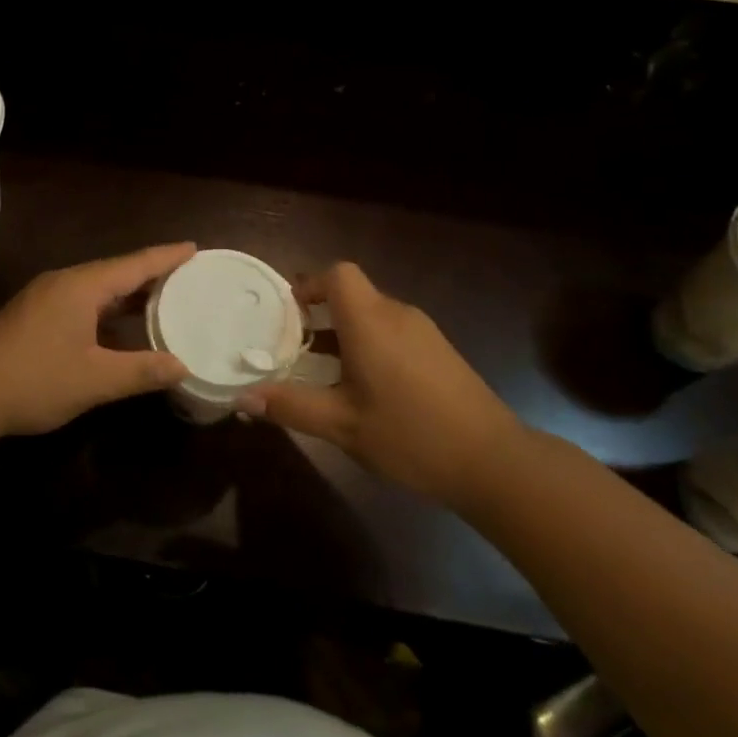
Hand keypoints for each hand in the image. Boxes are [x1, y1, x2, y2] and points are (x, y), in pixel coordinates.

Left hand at [0, 243, 195, 437]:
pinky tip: (117, 327)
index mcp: (82, 286)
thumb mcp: (95, 379)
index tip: (194, 247)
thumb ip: (141, 371)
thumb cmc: (34, 379)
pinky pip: (81, 302)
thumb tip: (183, 366)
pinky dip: (106, 308)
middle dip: (151, 273)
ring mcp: (44, 298)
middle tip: (186, 276)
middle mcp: (63, 282)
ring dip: (127, 294)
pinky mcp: (32, 316)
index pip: (135, 264)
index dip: (167, 257)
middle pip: (116, 271)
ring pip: (96, 288)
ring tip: (161, 299)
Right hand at [237, 262, 521, 509]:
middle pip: (352, 293)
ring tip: (322, 372)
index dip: (309, 284)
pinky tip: (365, 389)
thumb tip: (242, 398)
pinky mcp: (439, 352)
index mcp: (371, 321)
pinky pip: (393, 332)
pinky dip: (369, 345)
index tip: (287, 314)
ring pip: (373, 315)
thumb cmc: (411, 435)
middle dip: (319, 314)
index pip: (337, 274)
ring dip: (344, 332)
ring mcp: (424, 332)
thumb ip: (291, 406)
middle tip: (293, 347)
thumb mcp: (342, 425)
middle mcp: (397, 315)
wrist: (494, 462)